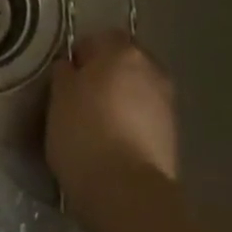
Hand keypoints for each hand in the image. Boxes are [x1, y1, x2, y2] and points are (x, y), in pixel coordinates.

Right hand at [47, 31, 178, 205]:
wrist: (127, 193)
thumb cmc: (84, 133)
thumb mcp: (58, 97)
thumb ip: (65, 73)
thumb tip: (71, 67)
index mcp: (121, 51)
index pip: (98, 38)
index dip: (80, 56)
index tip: (65, 79)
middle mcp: (151, 68)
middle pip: (123, 63)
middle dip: (105, 76)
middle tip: (80, 100)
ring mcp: (167, 103)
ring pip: (137, 91)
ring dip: (120, 101)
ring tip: (97, 127)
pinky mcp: (173, 136)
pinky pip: (145, 119)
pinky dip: (132, 125)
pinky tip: (113, 146)